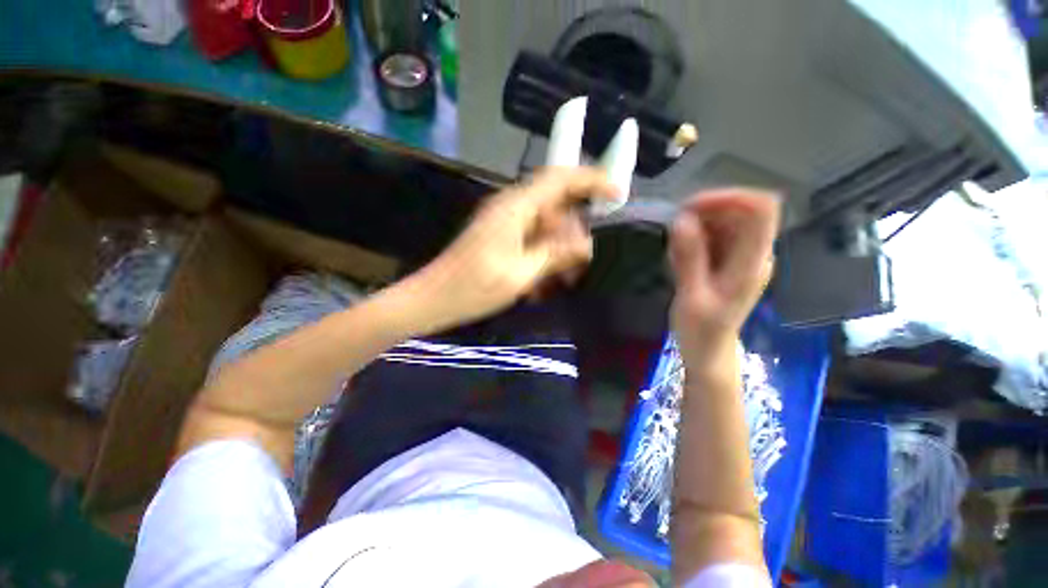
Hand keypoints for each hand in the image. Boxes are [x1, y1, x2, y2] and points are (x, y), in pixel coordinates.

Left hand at [411, 167, 617, 331]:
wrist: (433, 299)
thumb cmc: (473, 287)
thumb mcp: (521, 273)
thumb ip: (555, 254)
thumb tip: (586, 244)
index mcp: (516, 208)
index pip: (560, 179)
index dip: (592, 180)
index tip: (617, 195)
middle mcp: (512, 208)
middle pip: (556, 207)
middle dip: (573, 233)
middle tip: (582, 262)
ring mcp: (505, 223)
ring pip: (545, 227)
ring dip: (558, 251)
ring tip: (562, 281)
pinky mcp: (501, 238)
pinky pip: (532, 241)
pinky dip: (542, 258)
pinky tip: (541, 285)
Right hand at [669, 189, 779, 365]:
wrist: (708, 350)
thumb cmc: (701, 330)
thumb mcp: (691, 296)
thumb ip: (689, 258)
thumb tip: (681, 220)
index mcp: (752, 263)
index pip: (760, 210)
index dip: (729, 197)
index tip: (690, 208)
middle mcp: (753, 253)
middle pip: (739, 211)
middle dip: (705, 213)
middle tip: (673, 231)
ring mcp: (741, 256)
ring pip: (724, 220)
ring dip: (696, 227)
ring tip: (675, 254)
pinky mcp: (729, 260)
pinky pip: (713, 234)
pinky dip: (694, 238)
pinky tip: (679, 259)